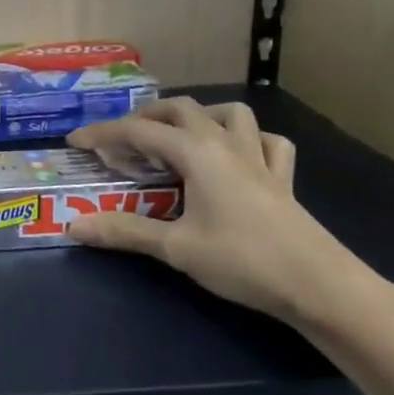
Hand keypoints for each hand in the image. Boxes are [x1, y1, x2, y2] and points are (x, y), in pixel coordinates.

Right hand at [66, 98, 359, 324]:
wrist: (319, 285)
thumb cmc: (242, 260)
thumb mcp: (176, 247)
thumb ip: (125, 232)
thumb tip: (74, 226)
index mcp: (196, 152)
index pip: (139, 131)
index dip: (103, 134)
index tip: (75, 142)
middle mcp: (225, 144)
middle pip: (181, 109)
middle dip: (147, 117)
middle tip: (124, 141)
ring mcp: (259, 158)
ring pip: (230, 114)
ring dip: (200, 117)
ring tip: (180, 138)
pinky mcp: (283, 178)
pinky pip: (268, 142)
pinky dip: (249, 139)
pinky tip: (239, 156)